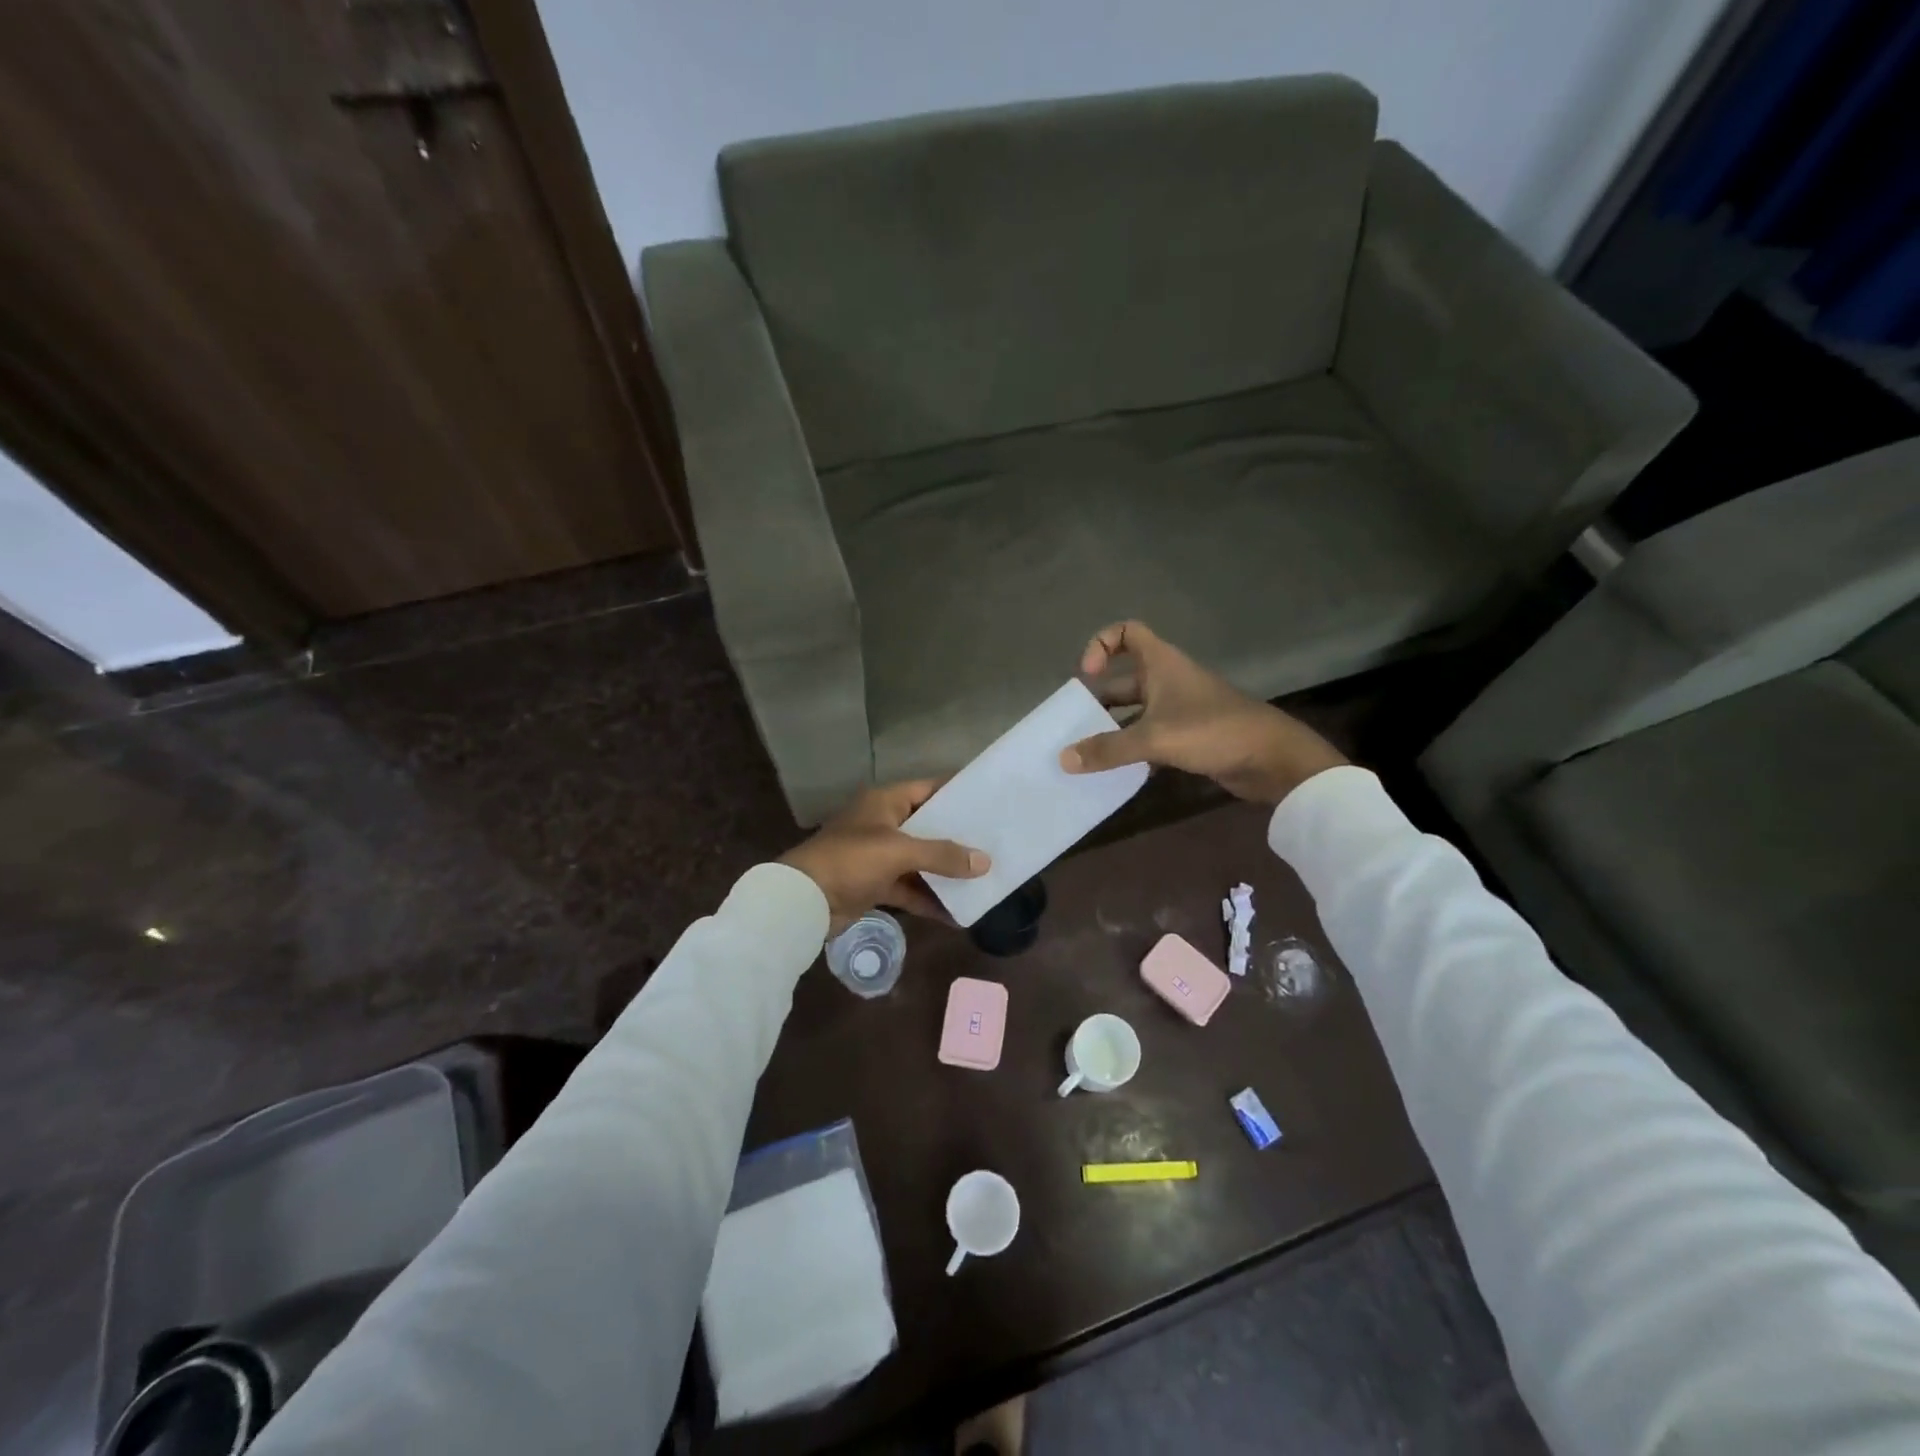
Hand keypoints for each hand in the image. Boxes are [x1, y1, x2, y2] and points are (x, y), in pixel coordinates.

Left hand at [779, 780, 989, 932]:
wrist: (804, 900)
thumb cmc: (851, 860)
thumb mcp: (899, 852)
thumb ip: (942, 855)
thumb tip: (985, 862)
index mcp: (885, 802)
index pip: (928, 789)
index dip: (957, 794)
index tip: (989, 800)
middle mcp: (883, 823)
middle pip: (927, 827)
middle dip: (957, 838)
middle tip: (994, 843)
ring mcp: (878, 855)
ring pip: (920, 860)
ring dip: (945, 872)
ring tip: (983, 879)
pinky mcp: (874, 884)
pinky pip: (909, 888)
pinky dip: (928, 899)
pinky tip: (956, 914)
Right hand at [1060, 621, 1346, 803]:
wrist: (1271, 759)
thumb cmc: (1212, 731)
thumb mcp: (1154, 738)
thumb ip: (1108, 749)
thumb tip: (1063, 759)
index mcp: (1162, 664)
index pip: (1127, 632)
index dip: (1102, 644)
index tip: (1088, 675)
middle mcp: (1169, 680)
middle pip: (1125, 679)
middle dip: (1099, 699)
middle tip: (1075, 725)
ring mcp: (1181, 709)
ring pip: (1137, 712)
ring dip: (1114, 728)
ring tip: (1088, 752)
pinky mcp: (1190, 736)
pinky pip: (1151, 736)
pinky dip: (1134, 749)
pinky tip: (1118, 770)